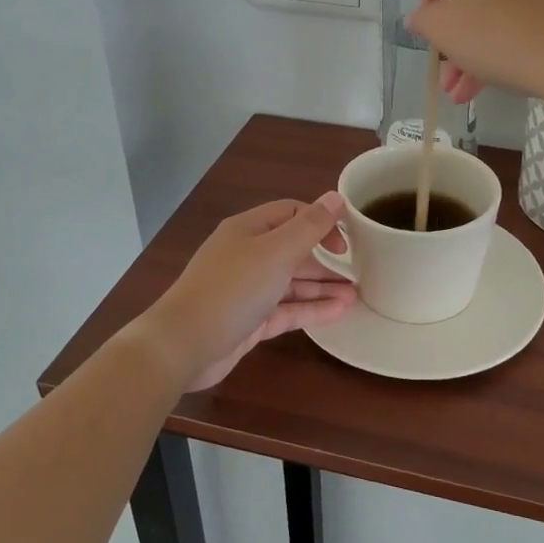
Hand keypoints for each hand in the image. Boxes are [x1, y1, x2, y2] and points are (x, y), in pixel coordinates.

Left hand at [138, 196, 354, 392]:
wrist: (184, 345)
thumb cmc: (232, 289)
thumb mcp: (276, 253)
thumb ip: (309, 227)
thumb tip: (335, 197)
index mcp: (249, 230)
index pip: (291, 213)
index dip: (321, 222)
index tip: (346, 241)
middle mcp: (247, 255)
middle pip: (293, 249)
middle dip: (325, 259)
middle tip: (359, 270)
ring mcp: (247, 290)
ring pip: (292, 282)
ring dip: (322, 286)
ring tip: (357, 294)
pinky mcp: (250, 321)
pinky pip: (286, 309)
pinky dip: (311, 309)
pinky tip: (339, 312)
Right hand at [405, 0, 543, 110]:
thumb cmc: (501, 33)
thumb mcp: (445, 29)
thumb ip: (423, 18)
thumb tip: (424, 16)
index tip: (432, 15)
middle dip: (449, 24)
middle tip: (441, 58)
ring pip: (494, 5)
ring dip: (470, 46)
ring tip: (456, 90)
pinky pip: (519, 16)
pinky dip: (499, 44)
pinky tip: (482, 86)